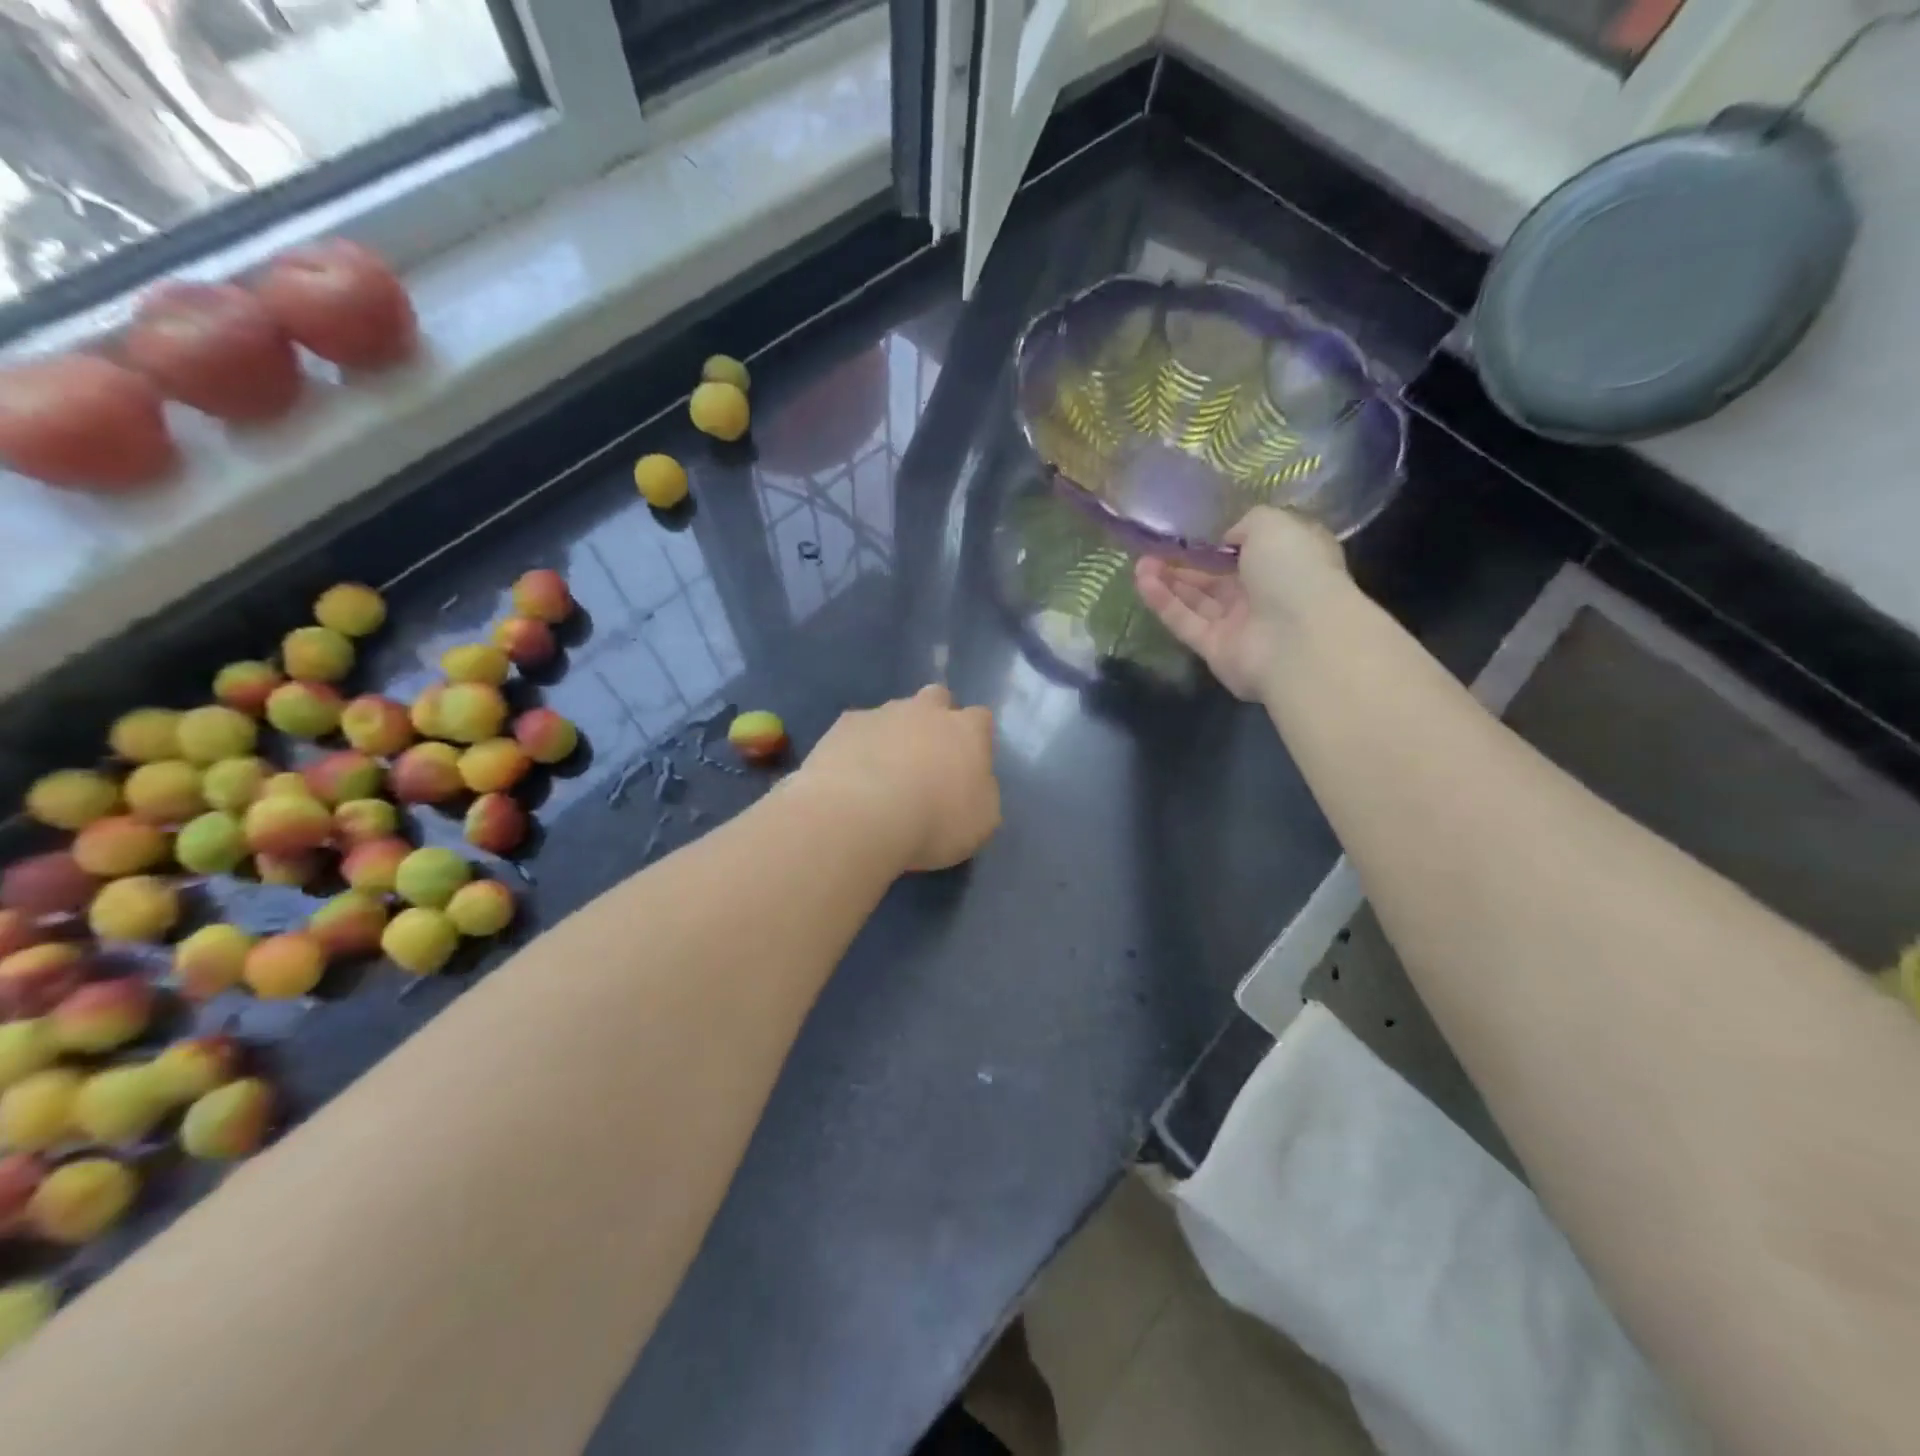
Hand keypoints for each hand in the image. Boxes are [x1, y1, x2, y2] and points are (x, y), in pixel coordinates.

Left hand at [791, 685, 1000, 871]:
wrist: (860, 816)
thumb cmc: (934, 822)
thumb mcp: (981, 822)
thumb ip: (981, 793)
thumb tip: (974, 784)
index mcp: (967, 730)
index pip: (980, 719)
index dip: (975, 738)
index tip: (967, 764)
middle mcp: (926, 710)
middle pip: (936, 698)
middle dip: (934, 719)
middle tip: (925, 758)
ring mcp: (882, 713)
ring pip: (893, 713)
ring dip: (893, 734)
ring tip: (881, 774)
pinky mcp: (843, 725)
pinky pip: (856, 730)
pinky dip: (857, 747)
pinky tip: (849, 777)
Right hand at [1135, 507, 1348, 701]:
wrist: (1299, 639)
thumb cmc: (1294, 571)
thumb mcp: (1273, 525)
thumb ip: (1246, 524)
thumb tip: (1228, 540)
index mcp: (1288, 560)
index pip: (1252, 548)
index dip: (1222, 540)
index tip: (1194, 530)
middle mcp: (1265, 593)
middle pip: (1218, 576)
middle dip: (1186, 561)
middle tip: (1154, 547)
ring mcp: (1240, 624)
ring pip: (1198, 599)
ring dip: (1169, 580)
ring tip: (1140, 562)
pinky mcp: (1215, 649)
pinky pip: (1185, 622)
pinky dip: (1164, 602)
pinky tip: (1141, 581)